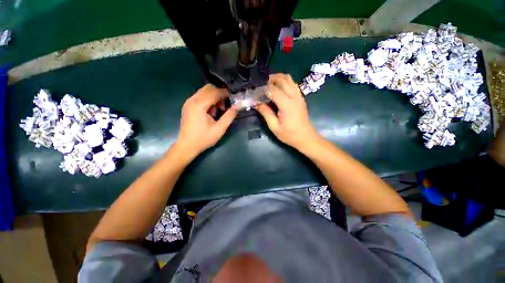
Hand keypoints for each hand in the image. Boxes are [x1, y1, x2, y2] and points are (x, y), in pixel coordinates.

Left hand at [175, 84, 236, 157]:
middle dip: (219, 94)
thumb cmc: (203, 138)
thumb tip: (238, 106)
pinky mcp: (188, 106)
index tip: (234, 99)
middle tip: (225, 106)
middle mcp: (192, 100)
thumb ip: (229, 116)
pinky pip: (200, 96)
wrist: (187, 146)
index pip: (215, 92)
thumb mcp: (219, 129)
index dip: (226, 94)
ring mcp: (188, 102)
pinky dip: (208, 100)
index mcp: (199, 105)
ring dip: (214, 97)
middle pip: (208, 88)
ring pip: (204, 91)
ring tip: (219, 110)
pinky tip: (211, 111)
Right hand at [256, 74, 319, 150]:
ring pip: (289, 79)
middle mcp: (294, 97)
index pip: (273, 90)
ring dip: (278, 78)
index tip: (255, 91)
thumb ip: (266, 113)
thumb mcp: (275, 127)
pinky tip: (278, 89)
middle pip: (282, 79)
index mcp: (287, 105)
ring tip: (268, 85)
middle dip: (270, 79)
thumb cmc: (290, 135)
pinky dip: (284, 82)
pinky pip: (292, 84)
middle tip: (261, 85)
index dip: (263, 88)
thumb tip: (257, 103)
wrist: (306, 138)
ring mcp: (299, 96)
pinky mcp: (300, 98)